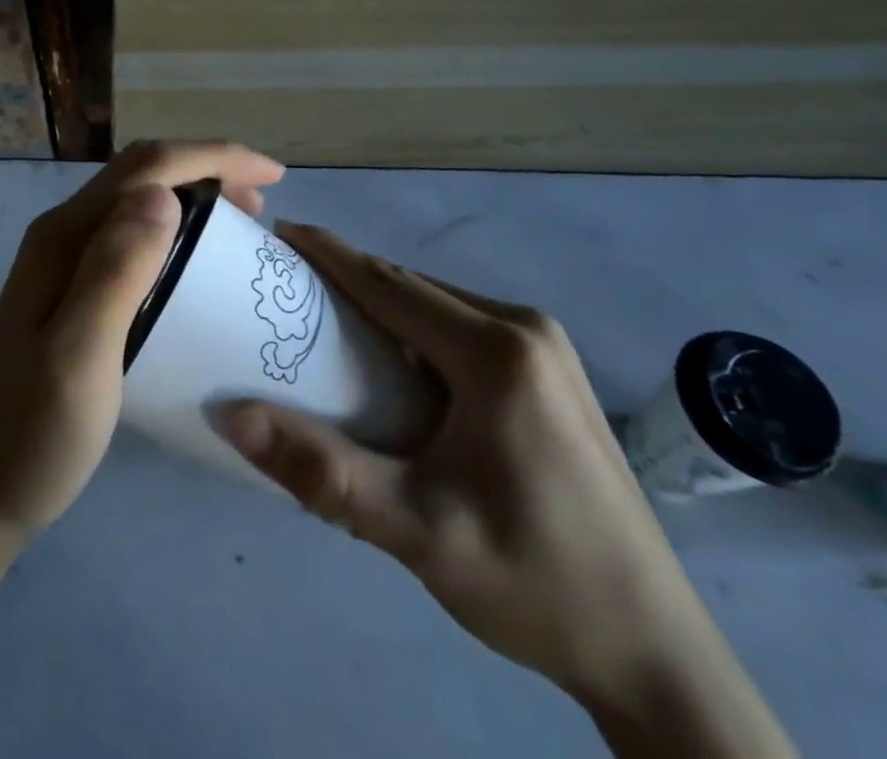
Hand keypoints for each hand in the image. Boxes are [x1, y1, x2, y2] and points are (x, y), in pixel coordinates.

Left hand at [0, 141, 283, 543]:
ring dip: (189, 196)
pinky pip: (128, 237)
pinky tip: (192, 267)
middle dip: (206, 169)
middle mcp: (61, 236)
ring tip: (238, 227)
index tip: (273, 176)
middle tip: (261, 205)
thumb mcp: (79, 356)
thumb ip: (115, 271)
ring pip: (134, 202)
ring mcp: (60, 264)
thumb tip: (162, 194)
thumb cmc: (29, 434)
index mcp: (64, 237)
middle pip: (140, 173)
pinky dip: (172, 232)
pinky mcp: (67, 294)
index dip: (213, 157)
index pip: (146, 167)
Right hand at [217, 225, 793, 757]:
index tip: (278, 233)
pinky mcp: (552, 374)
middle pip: (412, 288)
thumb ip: (320, 471)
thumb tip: (231, 415)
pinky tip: (392, 365)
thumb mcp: (416, 531)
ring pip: (438, 306)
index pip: (388, 283)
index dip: (328, 253)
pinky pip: (462, 329)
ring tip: (324, 323)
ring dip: (381, 307)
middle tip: (286, 289)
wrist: (655, 654)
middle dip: (347, 279)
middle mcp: (525, 329)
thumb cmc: (533, 581)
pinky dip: (415, 331)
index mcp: (496, 351)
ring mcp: (546, 349)